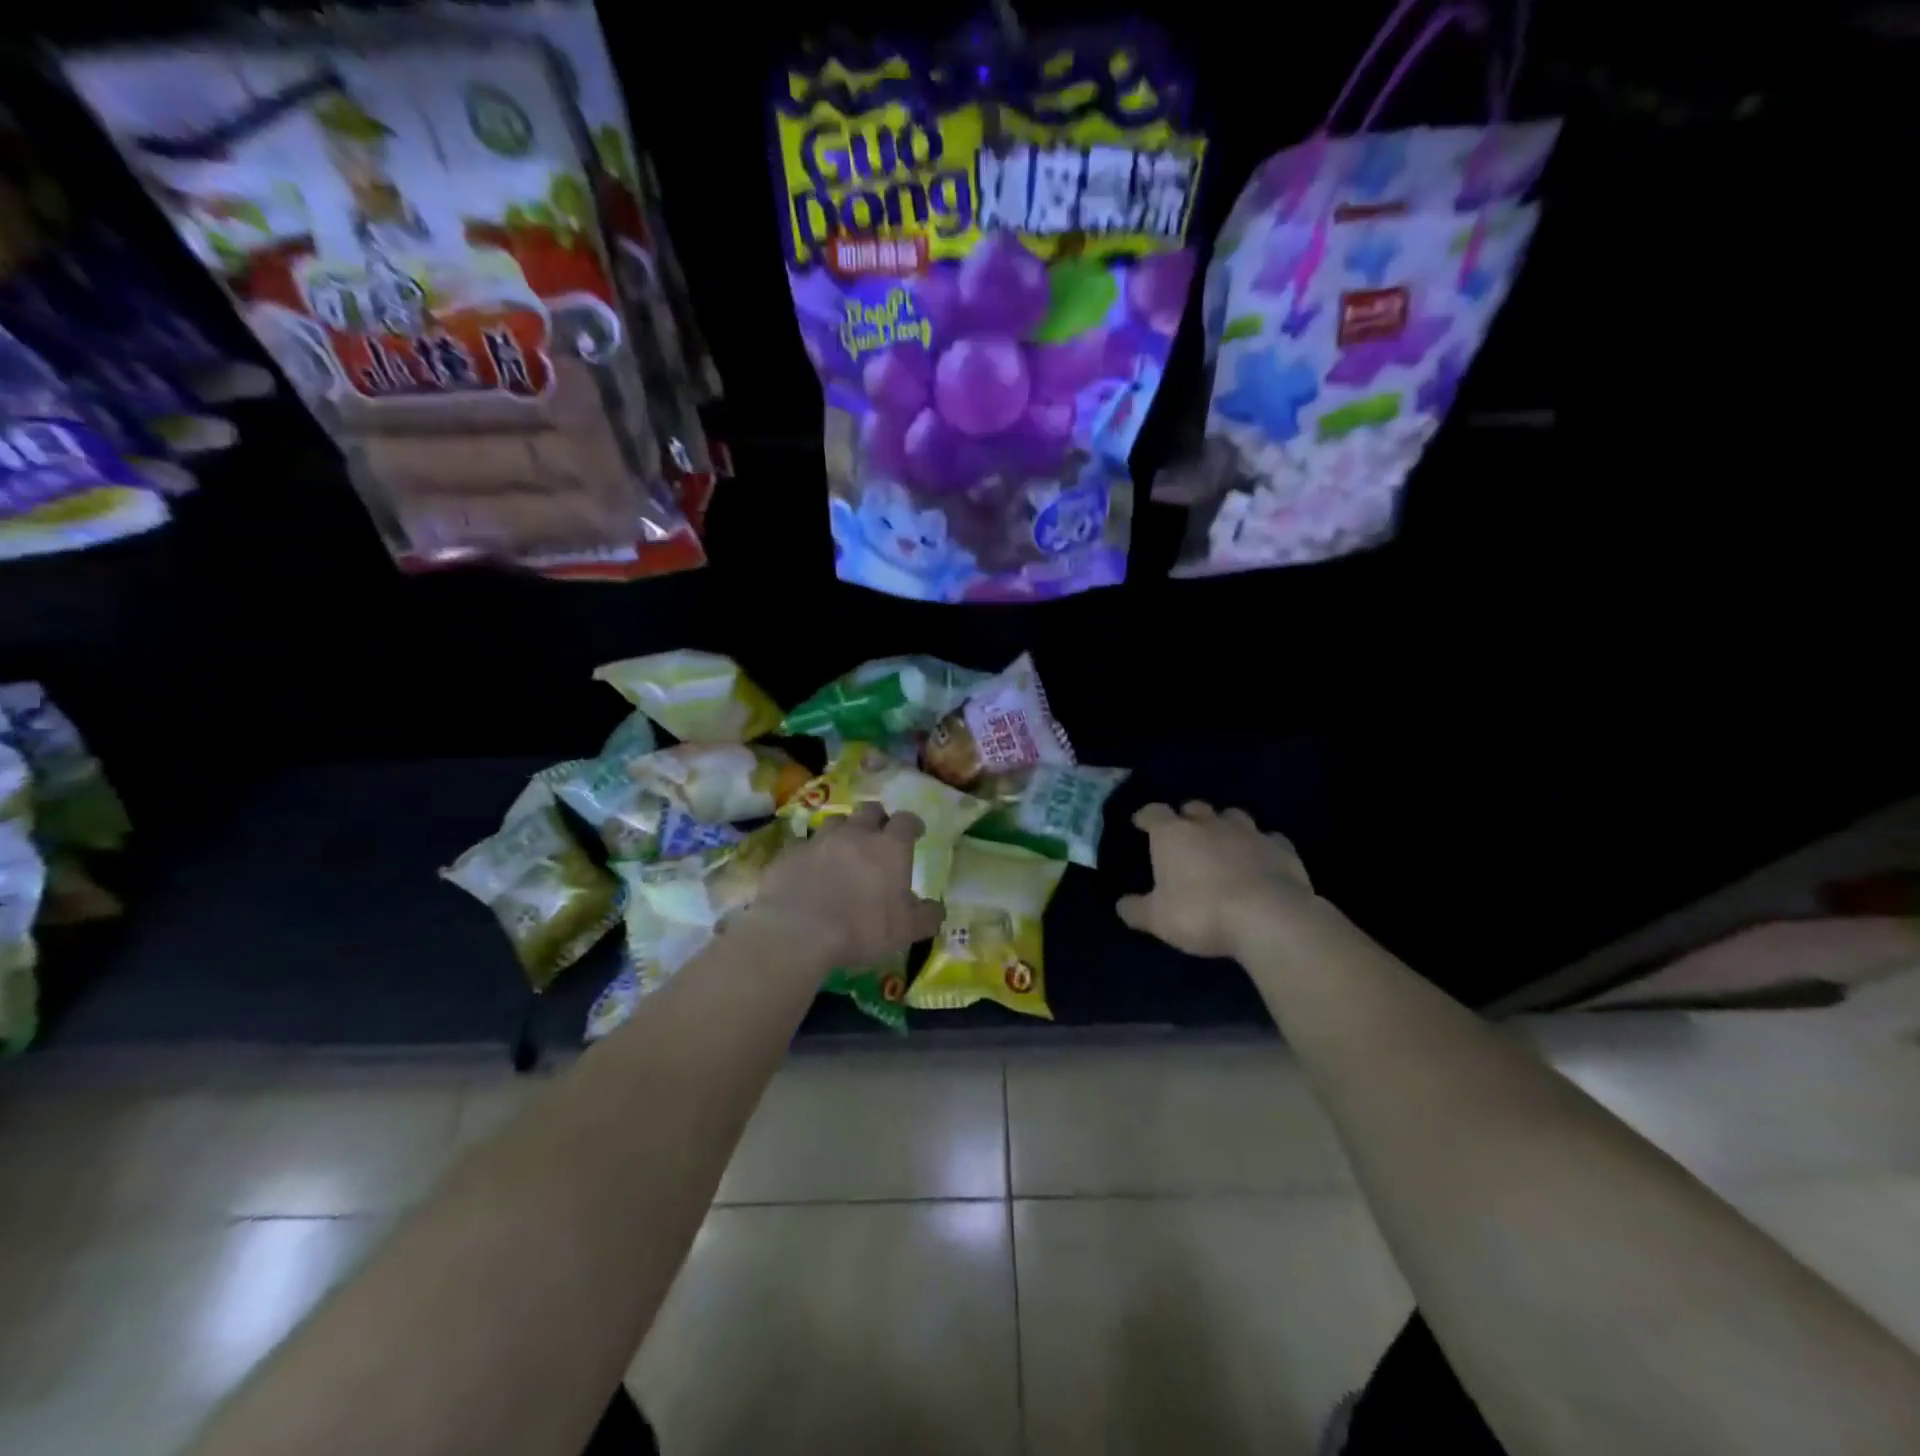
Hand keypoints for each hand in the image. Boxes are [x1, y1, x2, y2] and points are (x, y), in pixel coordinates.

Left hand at [746, 803, 944, 968]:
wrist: (797, 932)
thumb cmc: (862, 929)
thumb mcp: (905, 931)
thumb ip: (926, 917)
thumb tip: (936, 909)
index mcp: (890, 847)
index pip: (906, 821)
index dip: (912, 824)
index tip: (915, 832)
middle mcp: (856, 834)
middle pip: (869, 810)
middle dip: (877, 819)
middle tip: (879, 835)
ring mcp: (820, 840)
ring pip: (836, 821)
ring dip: (844, 830)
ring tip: (844, 849)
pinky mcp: (790, 853)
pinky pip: (806, 845)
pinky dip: (813, 853)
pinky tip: (812, 870)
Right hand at [1116, 802, 1315, 958]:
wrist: (1269, 917)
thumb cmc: (1202, 913)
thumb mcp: (1158, 919)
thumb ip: (1137, 910)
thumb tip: (1121, 905)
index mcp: (1173, 834)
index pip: (1153, 812)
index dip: (1146, 816)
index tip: (1141, 823)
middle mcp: (1209, 824)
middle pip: (1194, 807)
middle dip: (1187, 817)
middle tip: (1184, 835)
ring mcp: (1249, 832)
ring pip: (1232, 815)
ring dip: (1224, 825)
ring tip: (1223, 842)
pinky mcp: (1282, 847)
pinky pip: (1268, 838)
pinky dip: (1261, 845)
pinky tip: (1261, 859)